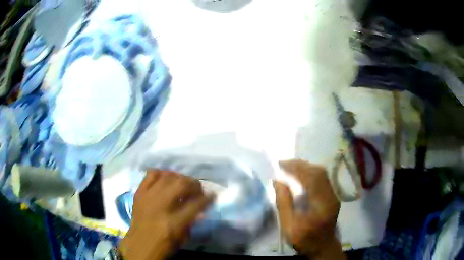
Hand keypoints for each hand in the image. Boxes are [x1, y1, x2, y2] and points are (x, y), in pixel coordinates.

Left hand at [119, 170, 214, 259]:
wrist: (139, 245)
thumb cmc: (163, 245)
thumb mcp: (183, 237)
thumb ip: (192, 220)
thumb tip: (200, 205)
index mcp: (174, 222)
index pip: (196, 204)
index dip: (207, 198)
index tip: (212, 194)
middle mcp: (160, 206)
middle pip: (181, 184)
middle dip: (194, 184)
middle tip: (198, 189)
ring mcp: (148, 197)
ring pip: (168, 176)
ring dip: (180, 178)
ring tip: (184, 183)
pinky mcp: (139, 193)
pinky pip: (151, 174)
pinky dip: (162, 173)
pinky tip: (167, 178)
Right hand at [274, 160, 344, 258]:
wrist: (322, 246)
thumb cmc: (304, 239)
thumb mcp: (288, 226)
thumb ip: (283, 204)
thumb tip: (278, 181)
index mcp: (322, 205)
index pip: (312, 178)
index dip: (296, 168)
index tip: (280, 165)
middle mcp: (331, 196)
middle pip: (319, 172)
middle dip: (300, 165)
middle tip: (283, 164)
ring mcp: (334, 194)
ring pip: (322, 173)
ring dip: (305, 167)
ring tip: (289, 168)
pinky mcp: (332, 195)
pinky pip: (322, 178)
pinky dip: (310, 172)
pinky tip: (300, 175)